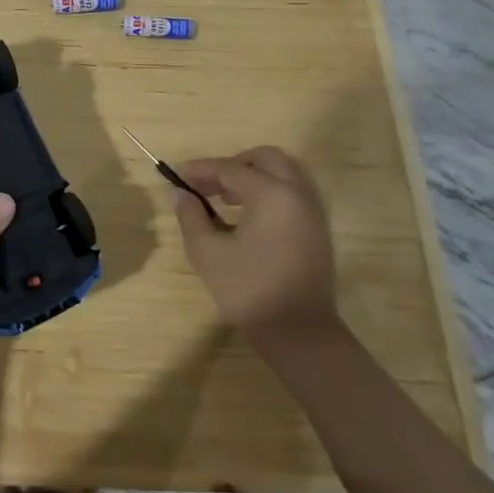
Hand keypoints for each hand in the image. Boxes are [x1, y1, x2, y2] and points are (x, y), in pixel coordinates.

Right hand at [173, 146, 337, 346]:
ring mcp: (312, 211)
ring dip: (254, 176)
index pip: (230, 169)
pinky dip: (270, 190)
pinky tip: (248, 215)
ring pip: (284, 172)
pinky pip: (293, 192)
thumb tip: (181, 194)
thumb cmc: (249, 290)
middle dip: (233, 164)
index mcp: (272, 194)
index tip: (175, 175)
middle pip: (266, 158)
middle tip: (208, 183)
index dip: (200, 170)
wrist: (300, 334)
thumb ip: (191, 216)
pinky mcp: (317, 229)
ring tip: (226, 198)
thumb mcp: (207, 252)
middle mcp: (297, 194)